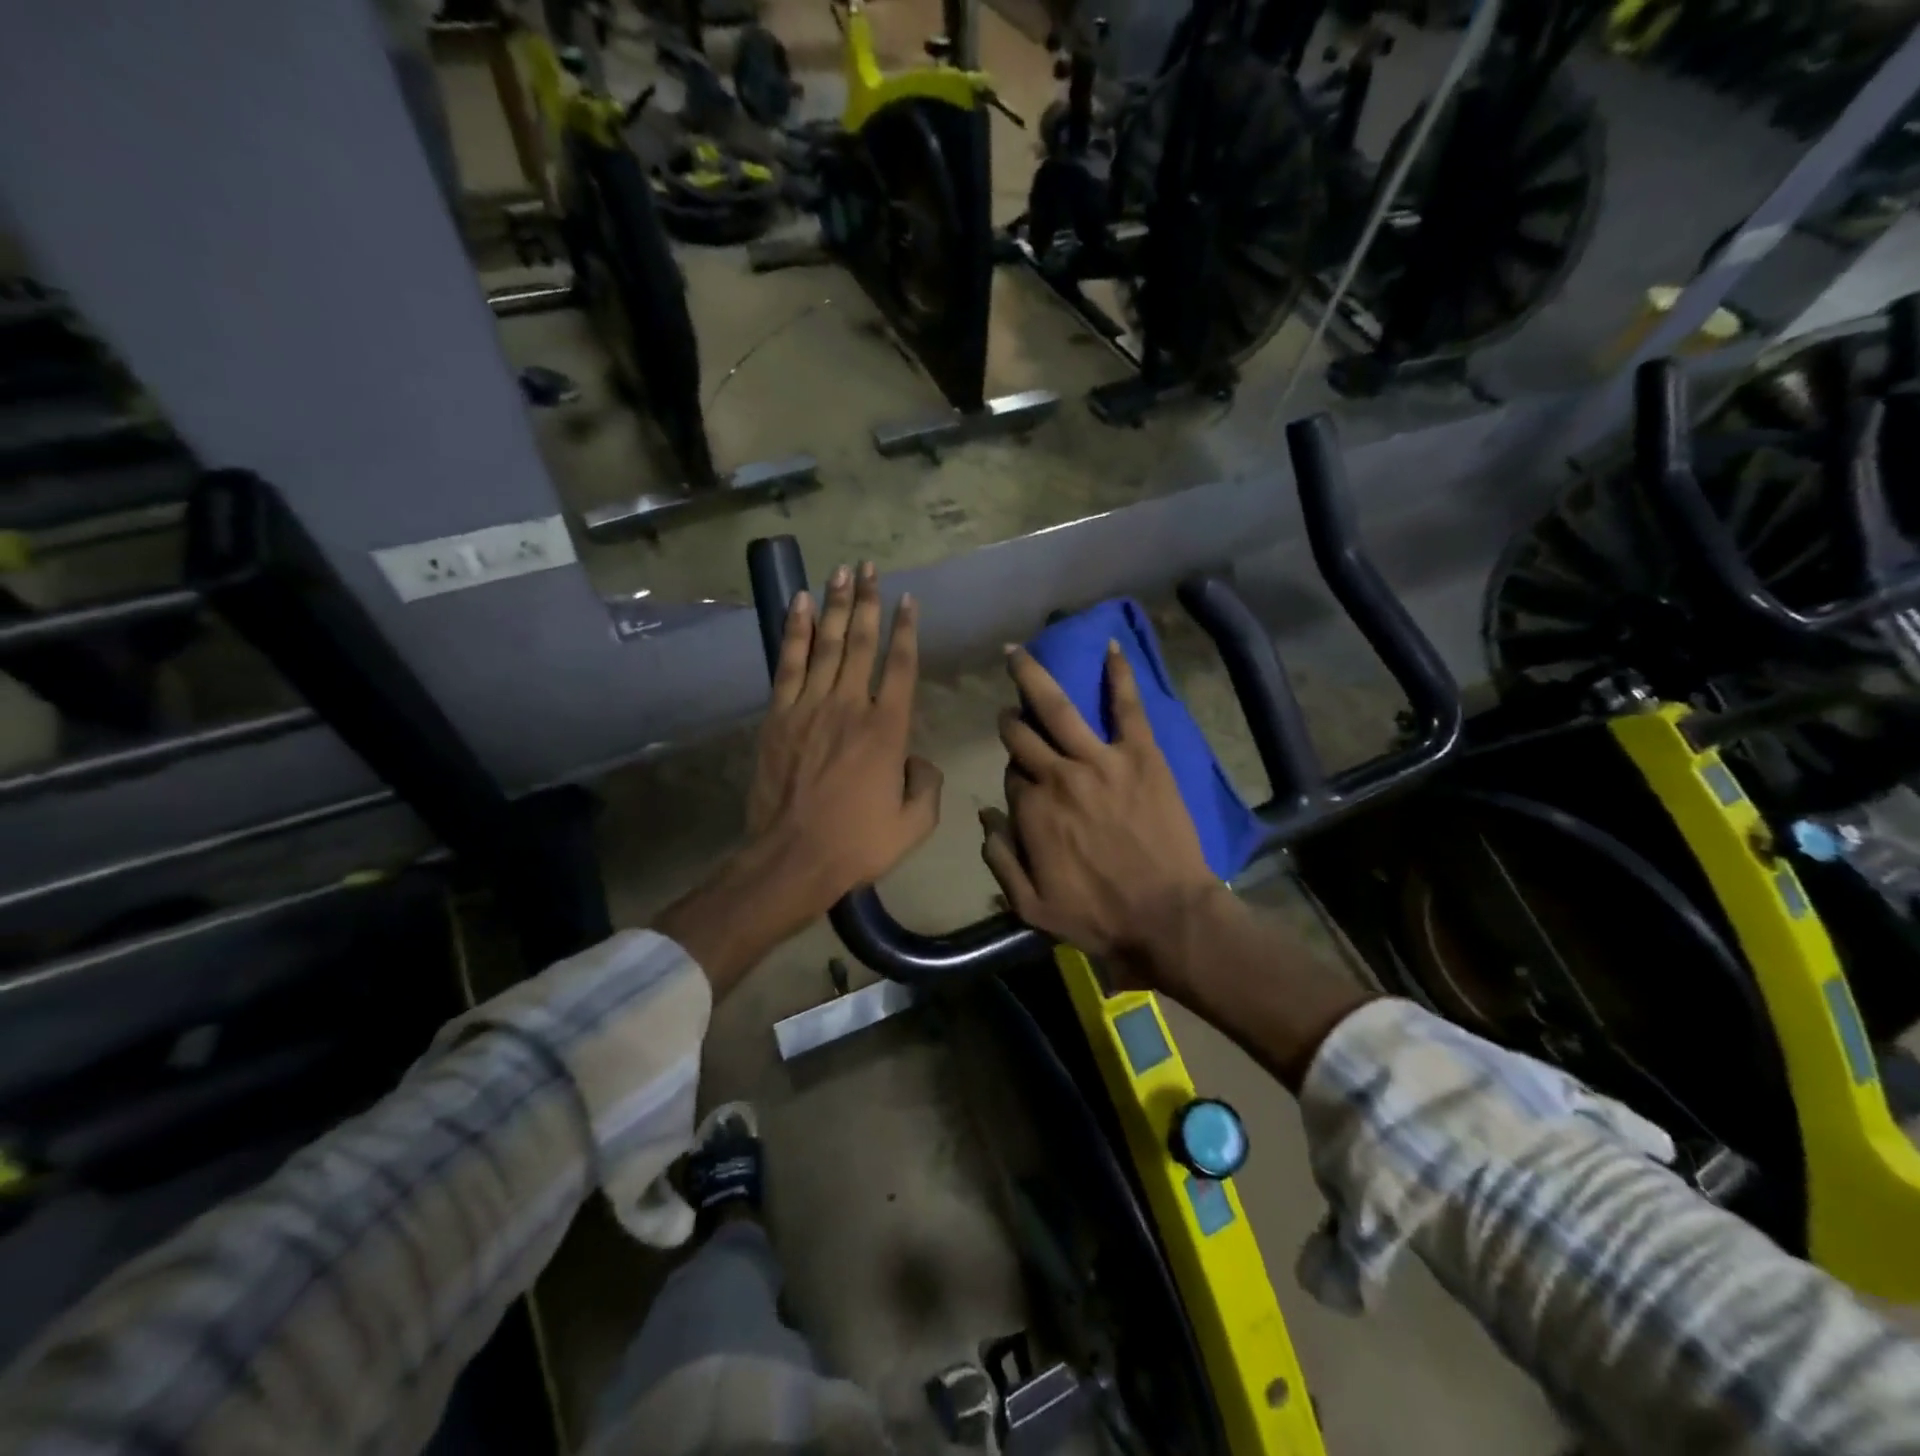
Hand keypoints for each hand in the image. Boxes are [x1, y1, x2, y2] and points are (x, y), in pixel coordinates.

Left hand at [747, 560, 942, 915]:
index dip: (907, 630)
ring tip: (842, 572)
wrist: (792, 858)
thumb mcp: (914, 823)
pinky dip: (796, 632)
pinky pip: (789, 664)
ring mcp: (810, 707)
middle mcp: (850, 706)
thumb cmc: (858, 843)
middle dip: (869, 602)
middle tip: (870, 568)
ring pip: (827, 645)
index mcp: (888, 729)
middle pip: (862, 643)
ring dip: (836, 605)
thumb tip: (916, 758)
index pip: (901, 666)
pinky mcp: (778, 716)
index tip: (909, 600)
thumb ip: (926, 783)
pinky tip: (800, 605)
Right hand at [980, 641, 1221, 984]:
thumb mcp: (1030, 907)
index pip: (1011, 777)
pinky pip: (1127, 707)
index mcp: (1031, 811)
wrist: (1167, 917)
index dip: (1015, 777)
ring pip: (1058, 708)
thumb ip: (999, 859)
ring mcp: (1100, 761)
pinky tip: (1112, 647)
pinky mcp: (1141, 755)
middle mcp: (1058, 776)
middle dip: (1012, 722)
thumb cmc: (1098, 918)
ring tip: (1019, 652)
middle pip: (1023, 736)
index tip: (1023, 781)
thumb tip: (985, 817)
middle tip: (1012, 714)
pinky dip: (1119, 675)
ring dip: (1033, 677)